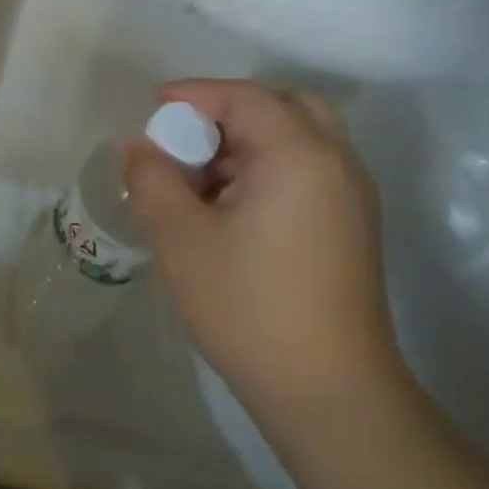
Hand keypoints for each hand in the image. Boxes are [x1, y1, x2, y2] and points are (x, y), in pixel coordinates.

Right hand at [122, 80, 402, 431]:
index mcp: (299, 154)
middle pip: (283, 106)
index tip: (151, 112)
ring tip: (201, 180)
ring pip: (299, 139)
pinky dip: (269, 168)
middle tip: (188, 142)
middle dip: (229, 112)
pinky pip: (309, 170)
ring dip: (249, 142)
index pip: (243, 96)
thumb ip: (151, 179)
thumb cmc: (248, 306)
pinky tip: (232, 209)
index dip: (193, 95)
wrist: (329, 393)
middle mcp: (336, 162)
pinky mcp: (352, 227)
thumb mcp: (180, 238)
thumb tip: (136, 145)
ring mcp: (352, 196)